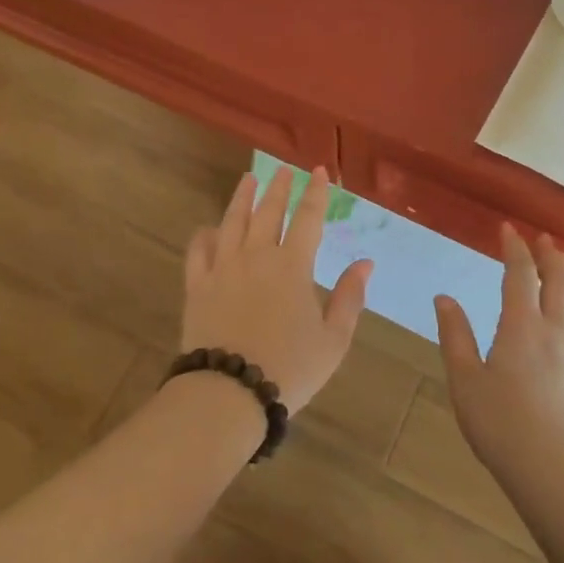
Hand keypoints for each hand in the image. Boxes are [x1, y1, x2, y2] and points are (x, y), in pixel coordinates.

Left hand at [181, 167, 372, 414]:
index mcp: (292, 266)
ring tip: (248, 180)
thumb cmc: (289, 368)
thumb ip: (350, 297)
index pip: (308, 218)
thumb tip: (365, 263)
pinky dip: (205, 235)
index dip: (316, 193)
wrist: (229, 392)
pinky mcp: (198, 286)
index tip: (319, 171)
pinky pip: (199, 251)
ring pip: (232, 222)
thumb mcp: (333, 339)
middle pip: (268, 212)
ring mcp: (223, 268)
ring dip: (242, 198)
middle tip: (283, 170)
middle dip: (278, 188)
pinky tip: (209, 228)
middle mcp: (256, 256)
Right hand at [436, 225, 563, 491]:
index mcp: (522, 326)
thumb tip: (444, 298)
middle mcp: (554, 329)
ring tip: (561, 261)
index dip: (514, 248)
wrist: (554, 473)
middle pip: (559, 279)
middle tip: (541, 238)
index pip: (520, 274)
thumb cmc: (501, 426)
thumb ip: (455, 336)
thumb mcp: (465, 381)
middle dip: (550, 254)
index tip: (507, 229)